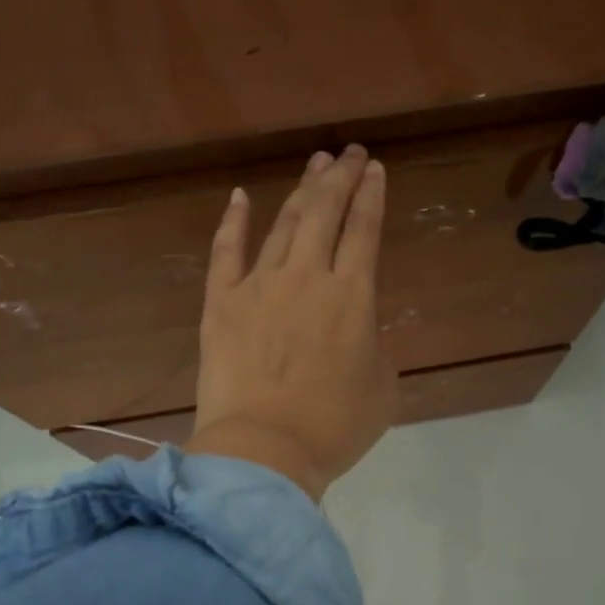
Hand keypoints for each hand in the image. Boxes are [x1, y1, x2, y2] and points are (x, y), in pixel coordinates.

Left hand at [185, 145, 397, 500]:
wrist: (265, 451)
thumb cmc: (334, 427)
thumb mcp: (382, 388)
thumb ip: (375, 347)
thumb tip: (358, 331)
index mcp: (353, 297)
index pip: (364, 230)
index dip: (371, 196)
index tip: (374, 169)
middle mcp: (308, 277)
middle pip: (325, 213)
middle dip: (340, 178)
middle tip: (349, 153)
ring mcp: (259, 286)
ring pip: (283, 224)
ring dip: (300, 191)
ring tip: (314, 166)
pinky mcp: (221, 303)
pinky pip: (226, 252)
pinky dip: (233, 221)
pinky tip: (239, 196)